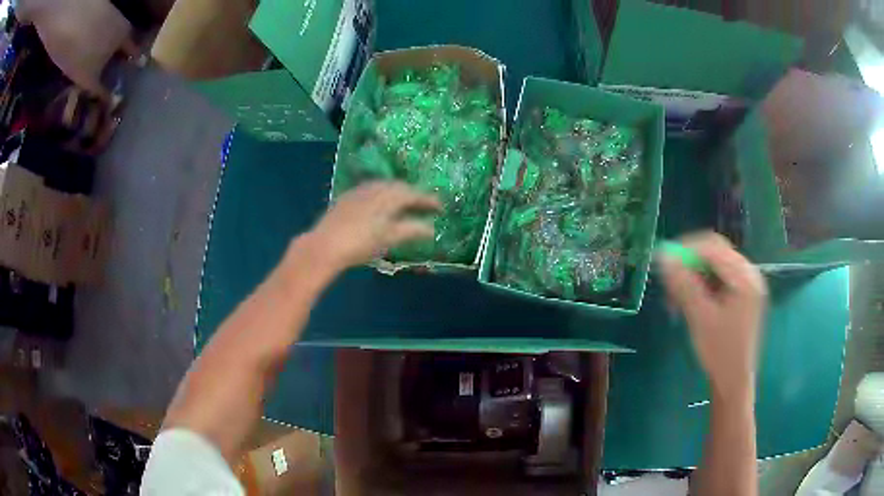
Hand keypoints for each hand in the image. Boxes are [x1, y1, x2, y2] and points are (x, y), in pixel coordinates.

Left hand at [307, 181, 440, 269]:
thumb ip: (412, 230)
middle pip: (399, 187)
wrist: (325, 244)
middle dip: (414, 195)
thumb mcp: (390, 238)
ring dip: (398, 193)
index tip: (441, 207)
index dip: (429, 200)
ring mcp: (360, 191)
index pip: (414, 194)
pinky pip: (371, 190)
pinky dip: (383, 195)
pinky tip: (381, 205)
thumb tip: (431, 228)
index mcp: (389, 195)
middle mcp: (376, 187)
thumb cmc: (361, 243)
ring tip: (405, 204)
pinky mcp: (347, 197)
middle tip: (425, 205)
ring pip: (384, 186)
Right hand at [658, 233, 766, 399]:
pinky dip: (704, 284)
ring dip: (695, 274)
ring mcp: (748, 285)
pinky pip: (721, 279)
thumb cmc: (719, 352)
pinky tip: (692, 300)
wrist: (733, 381)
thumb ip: (684, 285)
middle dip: (690, 262)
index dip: (686, 249)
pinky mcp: (743, 296)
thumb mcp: (700, 318)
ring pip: (716, 266)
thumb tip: (663, 257)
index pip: (713, 247)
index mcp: (744, 277)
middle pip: (716, 253)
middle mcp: (750, 274)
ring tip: (678, 296)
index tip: (664, 262)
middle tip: (670, 280)